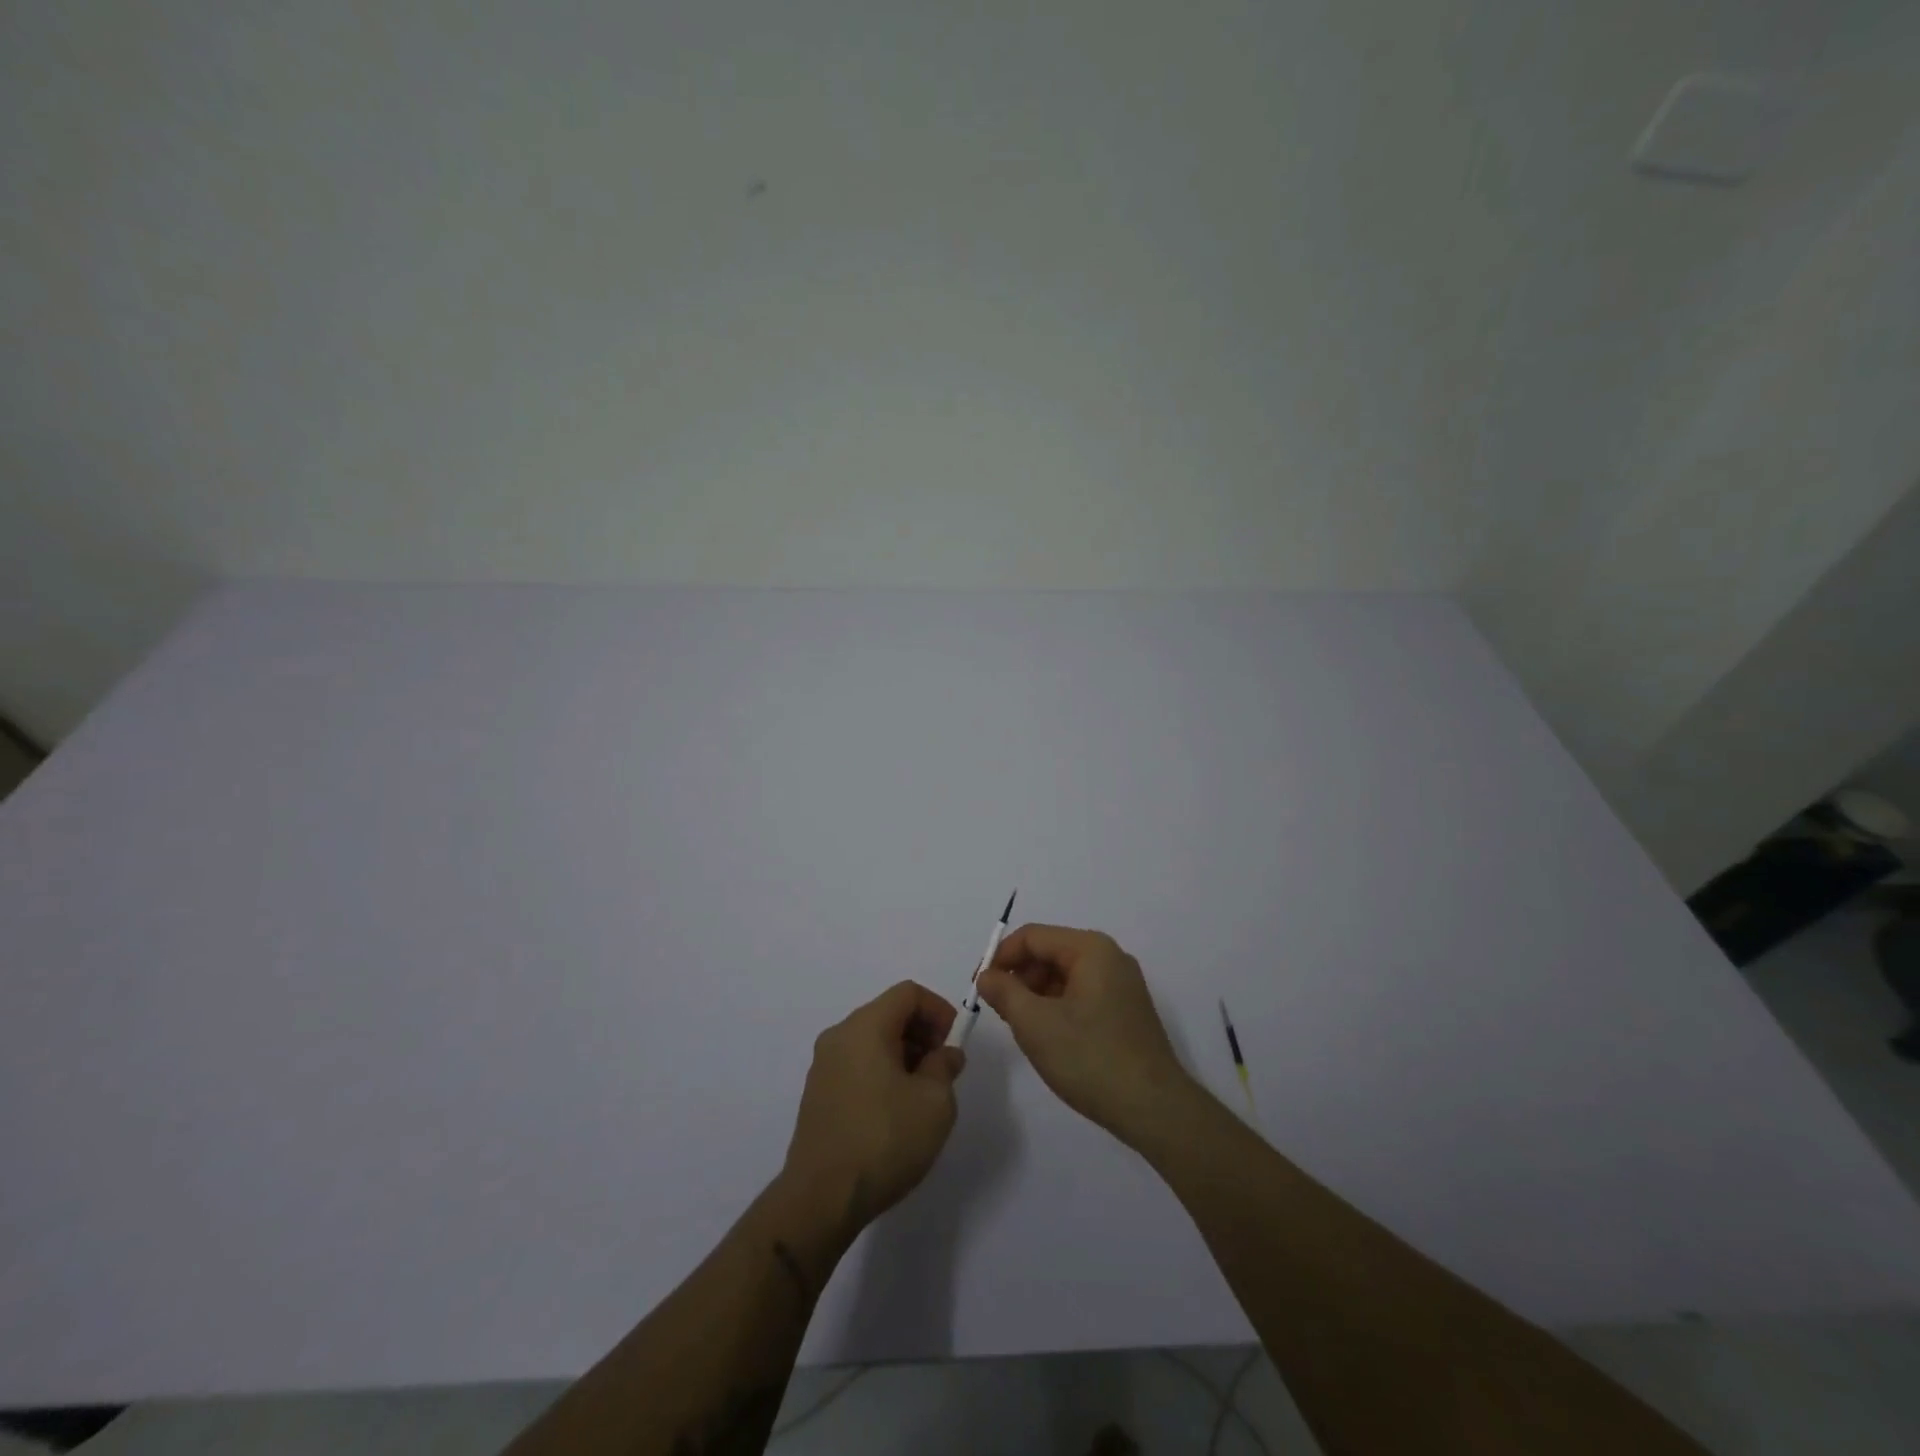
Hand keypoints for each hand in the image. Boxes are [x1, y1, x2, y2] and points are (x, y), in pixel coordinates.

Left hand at [782, 981, 966, 1227]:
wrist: (821, 1199)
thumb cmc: (884, 1140)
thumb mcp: (934, 1103)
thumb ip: (945, 1067)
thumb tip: (945, 1054)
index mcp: (865, 1027)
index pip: (908, 993)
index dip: (938, 1010)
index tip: (953, 1043)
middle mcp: (839, 1036)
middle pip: (888, 1013)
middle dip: (922, 1032)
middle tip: (942, 1069)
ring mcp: (823, 1065)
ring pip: (872, 1040)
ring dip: (903, 1054)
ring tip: (923, 1093)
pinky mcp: (818, 1094)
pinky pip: (857, 1064)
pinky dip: (882, 1071)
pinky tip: (895, 1110)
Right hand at [976, 925, 1190, 1141]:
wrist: (1153, 1109)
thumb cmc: (1090, 1058)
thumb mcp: (1035, 1024)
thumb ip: (1004, 992)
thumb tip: (987, 976)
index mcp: (1091, 949)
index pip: (1032, 937)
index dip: (1000, 957)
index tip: (978, 987)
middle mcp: (1110, 957)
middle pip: (1050, 953)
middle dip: (1019, 977)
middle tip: (998, 1011)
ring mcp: (1122, 985)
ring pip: (1064, 976)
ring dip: (1036, 994)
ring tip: (1022, 1028)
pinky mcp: (1126, 1010)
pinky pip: (1081, 994)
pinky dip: (1057, 1007)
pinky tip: (1049, 1037)